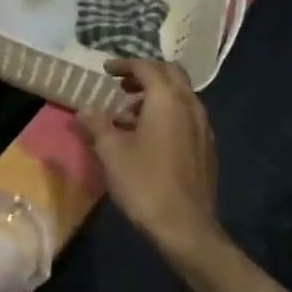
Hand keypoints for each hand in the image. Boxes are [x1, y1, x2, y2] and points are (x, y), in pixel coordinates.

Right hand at [80, 58, 223, 258]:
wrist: (185, 227)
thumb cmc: (144, 183)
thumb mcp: (111, 151)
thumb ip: (97, 123)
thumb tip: (84, 108)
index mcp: (167, 99)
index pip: (147, 67)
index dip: (124, 64)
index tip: (106, 70)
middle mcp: (190, 106)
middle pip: (170, 74)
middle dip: (145, 74)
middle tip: (121, 85)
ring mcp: (203, 127)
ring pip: (180, 96)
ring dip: (156, 96)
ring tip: (128, 115)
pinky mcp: (207, 148)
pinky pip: (186, 116)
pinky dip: (167, 114)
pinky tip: (149, 137)